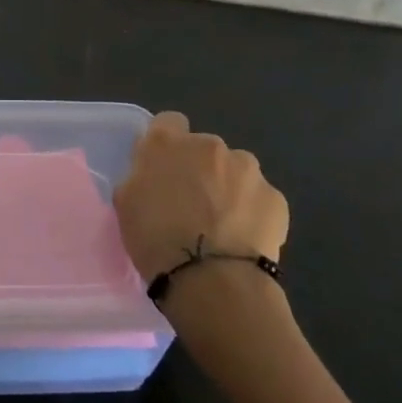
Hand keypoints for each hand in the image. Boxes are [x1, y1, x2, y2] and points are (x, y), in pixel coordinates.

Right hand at [113, 112, 289, 285]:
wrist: (212, 280)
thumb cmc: (156, 240)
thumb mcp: (126, 203)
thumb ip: (141, 174)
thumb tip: (153, 172)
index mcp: (167, 143)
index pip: (167, 122)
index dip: (166, 145)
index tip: (163, 171)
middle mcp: (209, 145)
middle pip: (204, 149)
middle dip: (200, 169)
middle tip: (190, 206)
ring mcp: (248, 169)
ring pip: (235, 172)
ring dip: (228, 189)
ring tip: (221, 227)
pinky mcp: (275, 197)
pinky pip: (258, 199)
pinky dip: (251, 213)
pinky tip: (242, 240)